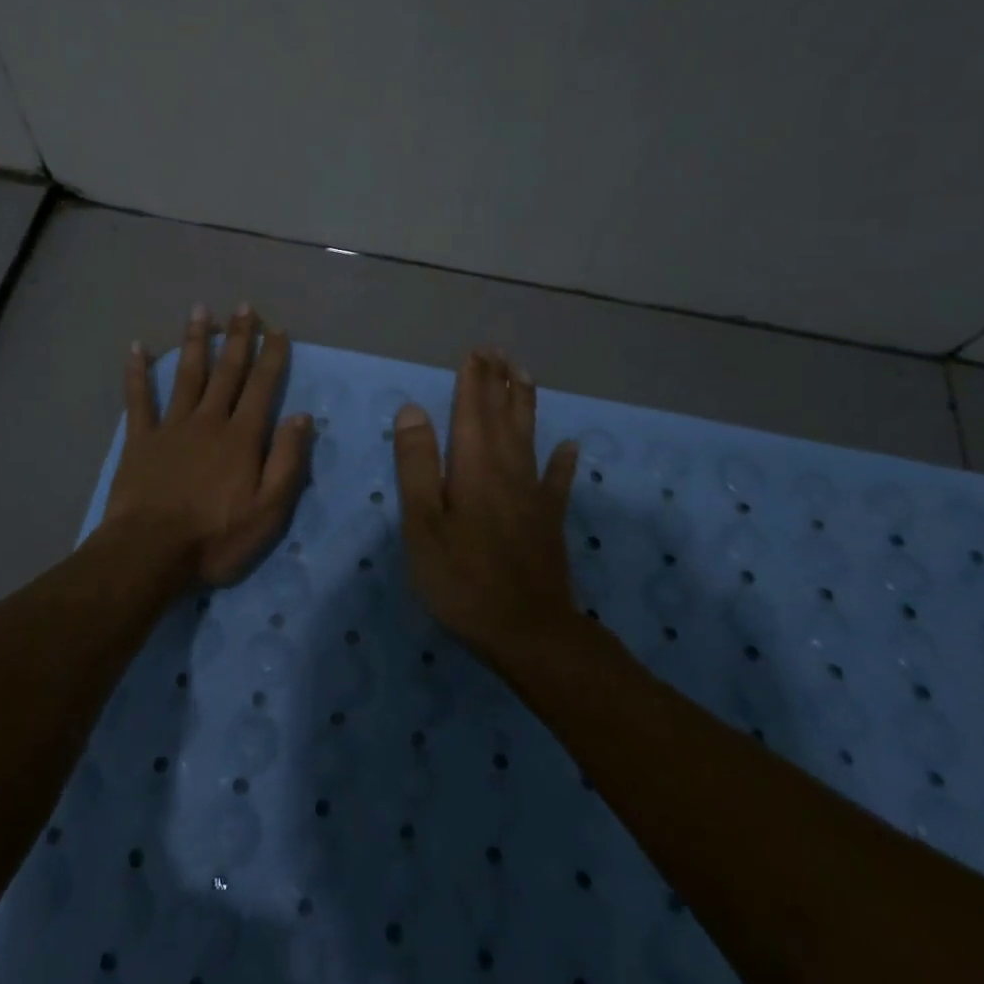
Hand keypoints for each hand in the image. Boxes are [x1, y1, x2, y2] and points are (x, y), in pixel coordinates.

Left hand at [104, 303, 313, 587]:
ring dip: (195, 341)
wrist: (150, 552)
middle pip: (226, 372)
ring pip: (186, 374)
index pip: (261, 387)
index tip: (277, 329)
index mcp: (241, 437)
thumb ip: (287, 461)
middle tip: (244, 306)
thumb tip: (302, 417)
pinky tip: (137, 347)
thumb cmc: (215, 537)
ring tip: (201, 310)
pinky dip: (137, 372)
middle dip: (238, 337)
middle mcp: (208, 421)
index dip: (271, 356)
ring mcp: (171, 427)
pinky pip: (138, 399)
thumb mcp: (268, 510)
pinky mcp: (140, 440)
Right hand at [392, 349, 580, 650]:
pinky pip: (557, 481)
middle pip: (503, 416)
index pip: (471, 411)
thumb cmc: (461, 578)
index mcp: (473, 467)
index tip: (474, 352)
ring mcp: (532, 495)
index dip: (472, 381)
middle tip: (498, 352)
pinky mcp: (548, 520)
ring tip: (525, 376)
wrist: (527, 631)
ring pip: (529, 437)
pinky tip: (570, 447)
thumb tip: (413, 409)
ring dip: (525, 405)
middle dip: (498, 383)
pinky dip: (563, 462)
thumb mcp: (423, 524)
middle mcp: (507, 470)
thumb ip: (417, 465)